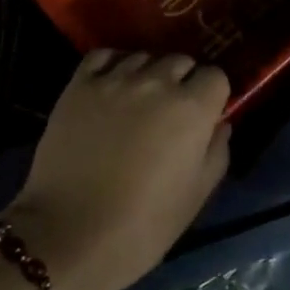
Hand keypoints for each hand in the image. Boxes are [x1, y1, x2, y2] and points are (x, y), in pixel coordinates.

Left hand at [7, 51, 230, 289]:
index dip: (211, 96)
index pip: (215, 76)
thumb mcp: (196, 195)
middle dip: (181, 81)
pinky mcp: (79, 84)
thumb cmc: (143, 225)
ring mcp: (114, 79)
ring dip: (147, 74)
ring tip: (137, 101)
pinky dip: (112, 64)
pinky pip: (103, 56)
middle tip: (170, 112)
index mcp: (191, 108)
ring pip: (142, 57)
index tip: (203, 116)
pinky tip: (111, 86)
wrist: (70, 233)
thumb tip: (219, 124)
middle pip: (180, 61)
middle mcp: (156, 82)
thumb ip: (216, 151)